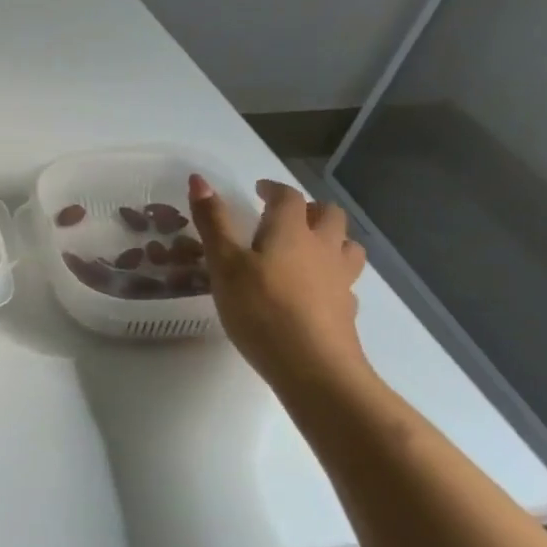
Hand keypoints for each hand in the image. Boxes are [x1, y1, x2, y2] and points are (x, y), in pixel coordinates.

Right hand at [189, 175, 369, 387]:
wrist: (313, 368)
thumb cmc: (261, 309)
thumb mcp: (224, 264)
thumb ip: (213, 222)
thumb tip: (198, 178)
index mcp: (292, 230)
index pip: (289, 197)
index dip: (274, 189)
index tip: (259, 190)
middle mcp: (323, 247)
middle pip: (329, 215)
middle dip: (309, 209)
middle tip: (285, 218)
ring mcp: (341, 279)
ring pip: (346, 246)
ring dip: (330, 239)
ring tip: (308, 249)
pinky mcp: (347, 310)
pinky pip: (345, 281)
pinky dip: (333, 276)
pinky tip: (316, 291)